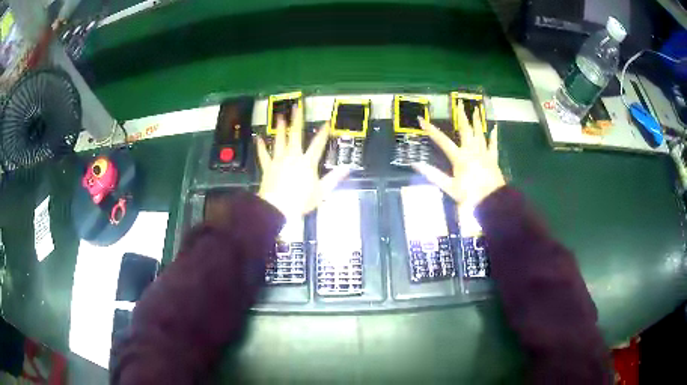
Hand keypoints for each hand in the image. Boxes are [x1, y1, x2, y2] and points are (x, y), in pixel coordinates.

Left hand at [256, 106, 350, 217]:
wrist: (277, 208)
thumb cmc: (300, 201)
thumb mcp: (322, 191)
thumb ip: (334, 178)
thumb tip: (348, 168)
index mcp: (307, 162)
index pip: (318, 144)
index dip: (323, 132)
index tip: (327, 122)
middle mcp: (293, 157)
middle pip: (295, 135)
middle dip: (296, 120)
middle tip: (296, 106)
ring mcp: (279, 160)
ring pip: (279, 140)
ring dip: (280, 128)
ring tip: (279, 116)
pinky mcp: (268, 167)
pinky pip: (263, 154)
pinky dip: (260, 146)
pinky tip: (258, 137)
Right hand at [412, 101, 504, 209]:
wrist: (492, 202)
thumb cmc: (469, 196)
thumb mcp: (449, 187)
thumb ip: (433, 175)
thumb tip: (416, 164)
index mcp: (459, 157)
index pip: (442, 141)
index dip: (431, 130)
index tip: (421, 119)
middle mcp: (471, 151)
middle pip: (465, 130)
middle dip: (461, 116)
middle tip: (460, 102)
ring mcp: (484, 153)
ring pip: (480, 133)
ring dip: (477, 121)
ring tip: (476, 109)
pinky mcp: (493, 159)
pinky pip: (493, 144)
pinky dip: (493, 136)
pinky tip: (494, 127)